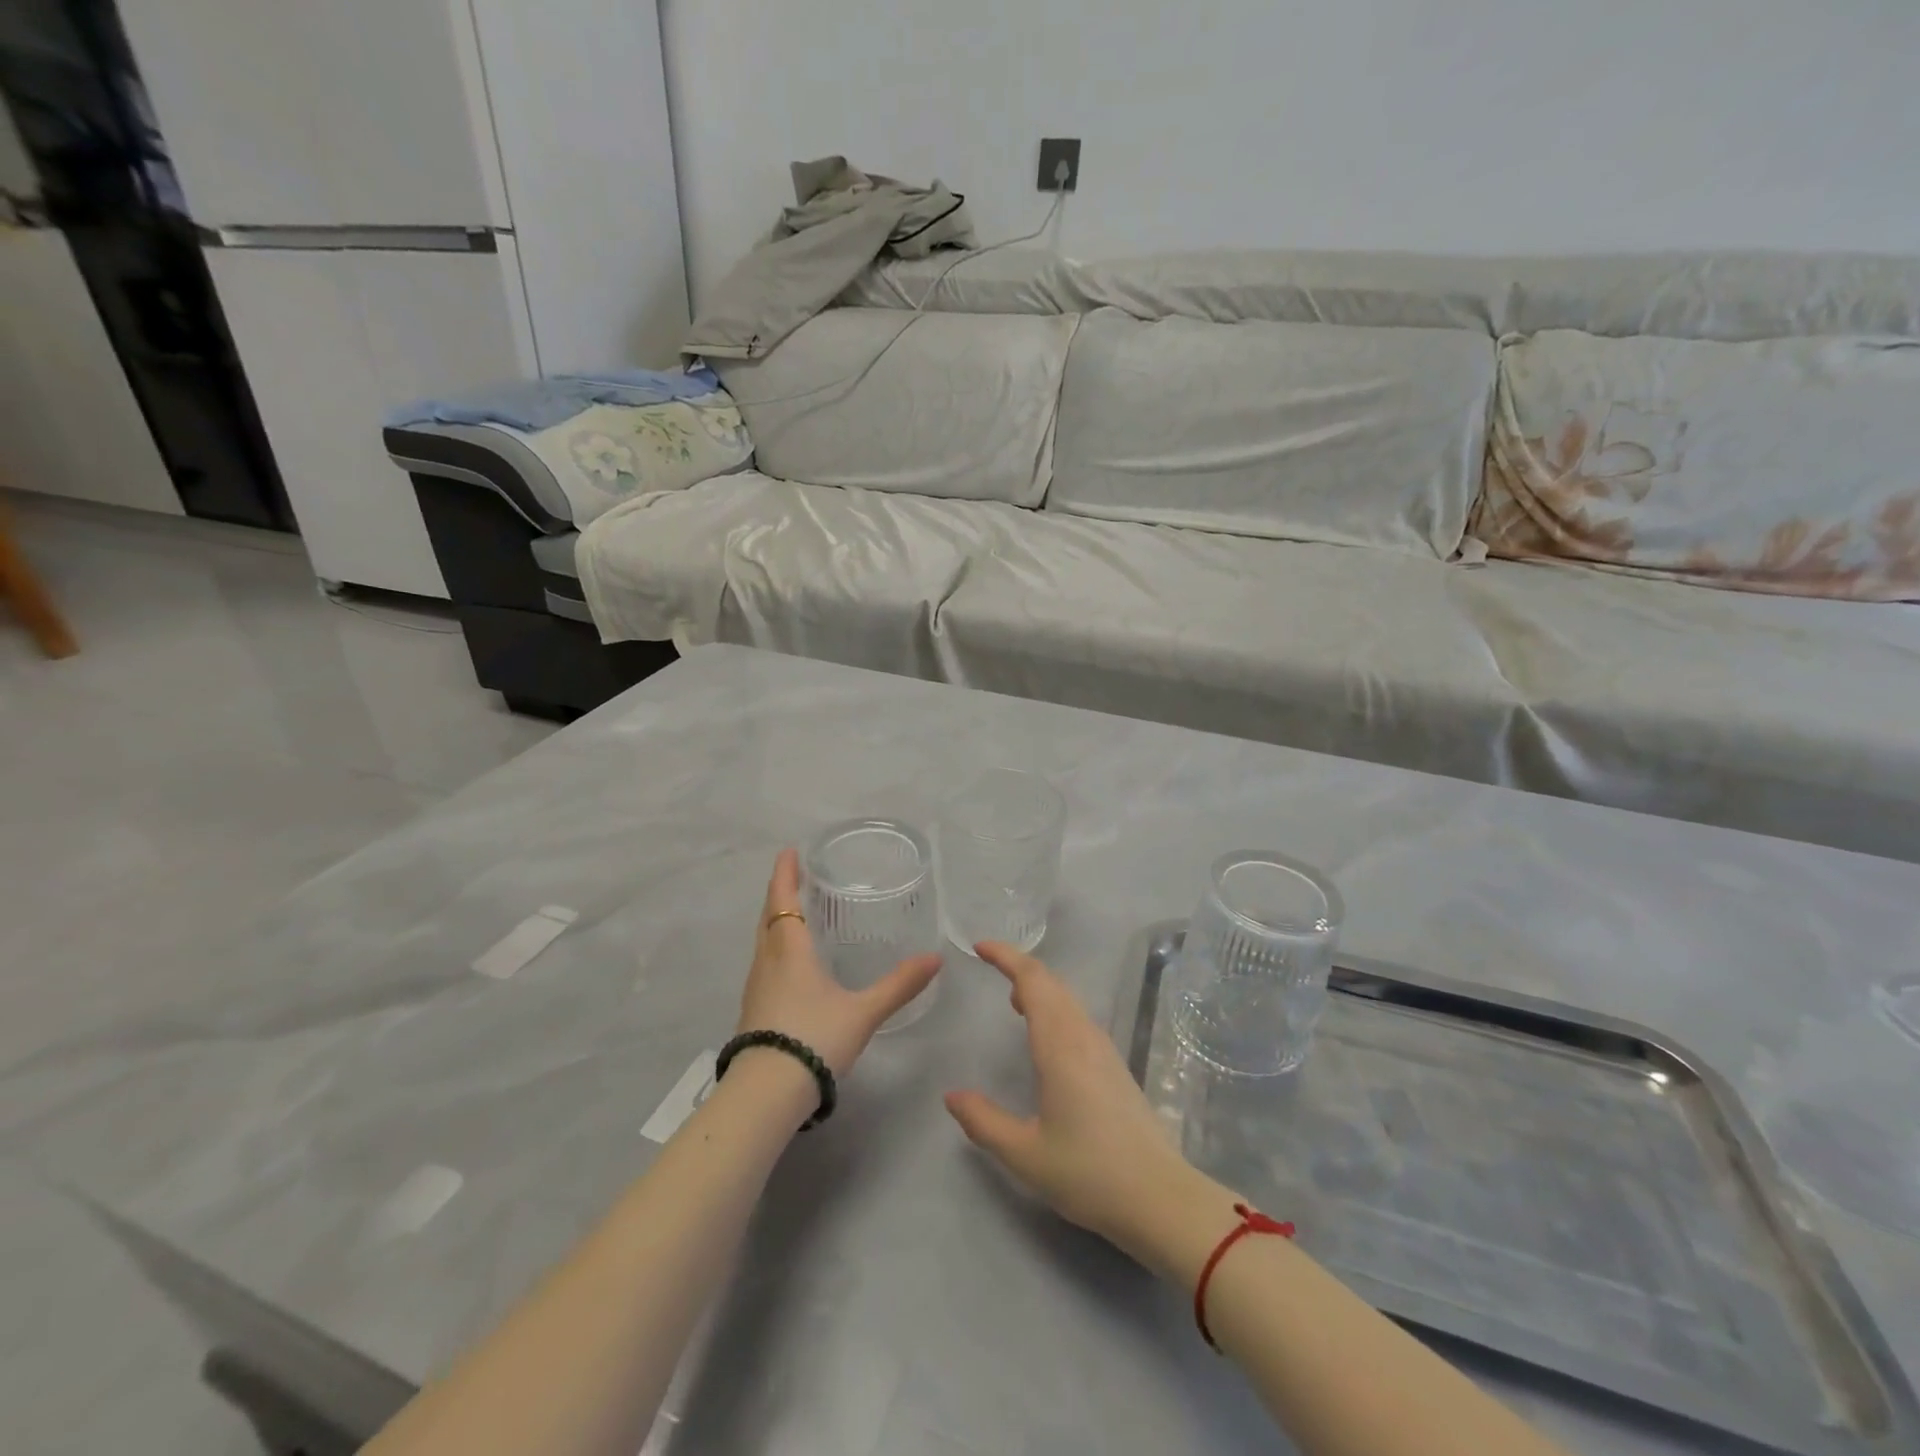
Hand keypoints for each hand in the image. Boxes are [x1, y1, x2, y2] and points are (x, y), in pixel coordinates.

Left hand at [736, 848, 942, 1077]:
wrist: (766, 1093)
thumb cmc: (815, 1038)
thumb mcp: (863, 1012)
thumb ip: (899, 985)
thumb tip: (935, 959)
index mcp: (790, 950)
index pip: (784, 900)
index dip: (785, 874)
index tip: (789, 852)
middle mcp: (768, 961)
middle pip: (768, 916)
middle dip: (780, 893)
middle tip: (794, 877)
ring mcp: (756, 986)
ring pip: (763, 940)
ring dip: (775, 919)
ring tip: (794, 912)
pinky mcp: (752, 1009)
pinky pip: (763, 962)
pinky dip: (775, 946)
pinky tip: (790, 962)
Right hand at [945, 942, 1214, 1265]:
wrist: (1160, 1198)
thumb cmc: (1089, 1173)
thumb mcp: (1024, 1154)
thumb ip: (983, 1122)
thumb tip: (952, 1096)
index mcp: (1060, 1045)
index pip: (1032, 980)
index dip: (1006, 956)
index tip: (979, 947)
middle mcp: (1083, 1036)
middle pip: (1051, 982)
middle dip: (1020, 966)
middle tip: (990, 965)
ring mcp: (1104, 1049)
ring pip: (1068, 999)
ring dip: (1039, 987)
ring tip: (1012, 999)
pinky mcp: (1115, 1066)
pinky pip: (1078, 1018)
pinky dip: (1055, 1008)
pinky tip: (1045, 1036)